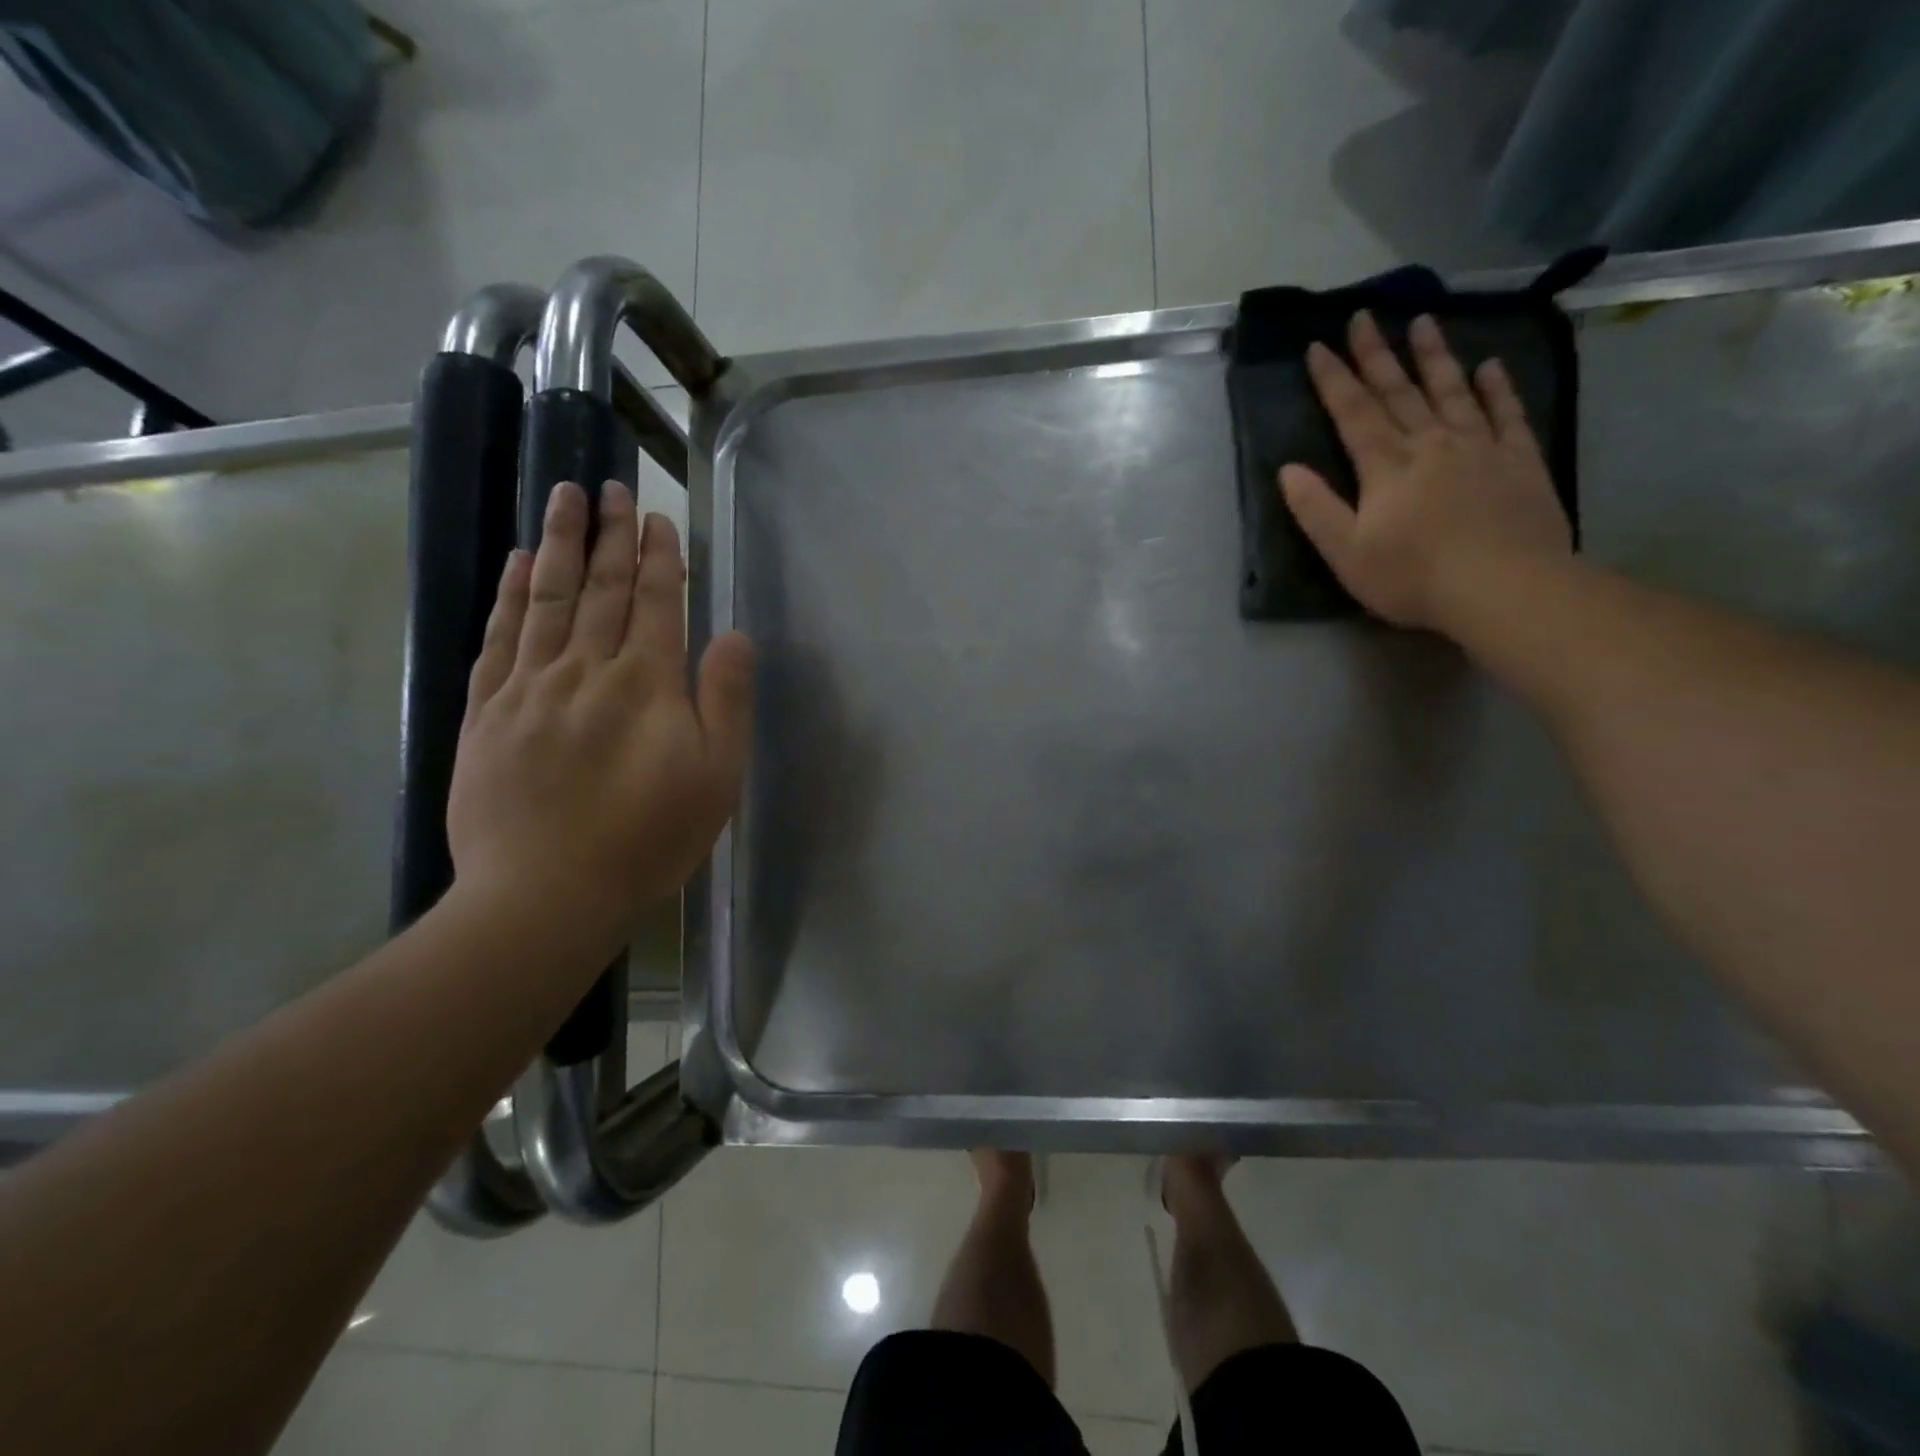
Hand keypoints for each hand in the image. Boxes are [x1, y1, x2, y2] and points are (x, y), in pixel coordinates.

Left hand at [447, 479, 753, 936]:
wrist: (546, 894)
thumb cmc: (649, 839)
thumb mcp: (716, 778)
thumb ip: (726, 701)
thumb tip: (732, 635)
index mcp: (646, 685)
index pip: (654, 603)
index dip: (657, 557)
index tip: (655, 516)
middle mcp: (585, 670)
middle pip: (599, 589)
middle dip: (608, 535)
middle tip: (609, 486)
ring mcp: (529, 688)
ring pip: (546, 599)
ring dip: (557, 544)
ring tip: (563, 497)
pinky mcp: (486, 712)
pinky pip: (499, 638)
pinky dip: (510, 596)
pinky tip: (516, 565)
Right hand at [1279, 310, 1572, 632]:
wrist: (1504, 587)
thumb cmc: (1413, 577)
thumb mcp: (1346, 553)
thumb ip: (1317, 509)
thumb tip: (1288, 470)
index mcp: (1386, 467)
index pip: (1354, 413)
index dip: (1334, 379)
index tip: (1318, 345)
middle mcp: (1431, 444)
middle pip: (1399, 392)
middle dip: (1377, 354)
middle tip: (1365, 315)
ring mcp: (1479, 447)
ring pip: (1451, 391)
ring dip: (1433, 356)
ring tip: (1423, 321)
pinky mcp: (1519, 460)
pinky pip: (1506, 414)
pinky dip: (1496, 388)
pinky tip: (1489, 366)